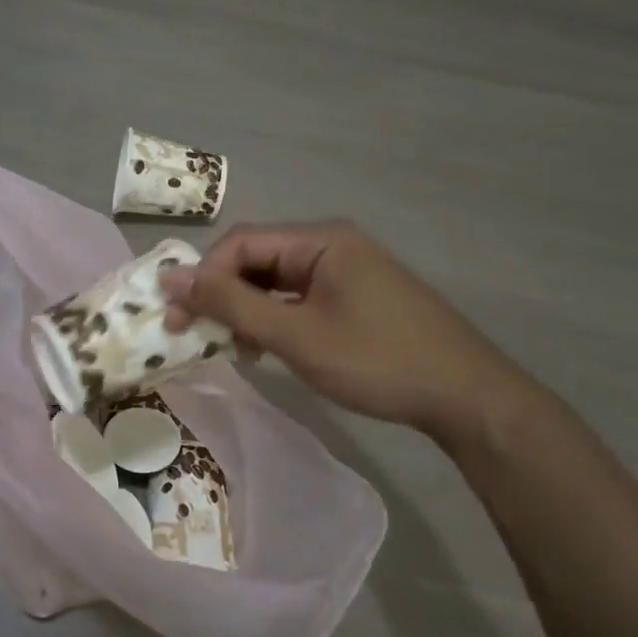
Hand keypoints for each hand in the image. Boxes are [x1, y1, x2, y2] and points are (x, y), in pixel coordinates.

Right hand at [163, 221, 539, 447]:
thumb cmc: (377, 360)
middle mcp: (331, 244)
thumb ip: (232, 304)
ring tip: (229, 347)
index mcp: (321, 240)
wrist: (466, 396)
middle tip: (194, 333)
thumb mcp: (296, 335)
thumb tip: (171, 278)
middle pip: (257, 258)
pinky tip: (264, 348)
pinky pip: (297, 298)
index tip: (176, 317)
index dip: (203, 276)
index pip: (242, 242)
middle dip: (222, 294)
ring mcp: (345, 271)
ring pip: (275, 281)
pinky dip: (273, 319)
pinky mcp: (353, 297)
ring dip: (245, 309)